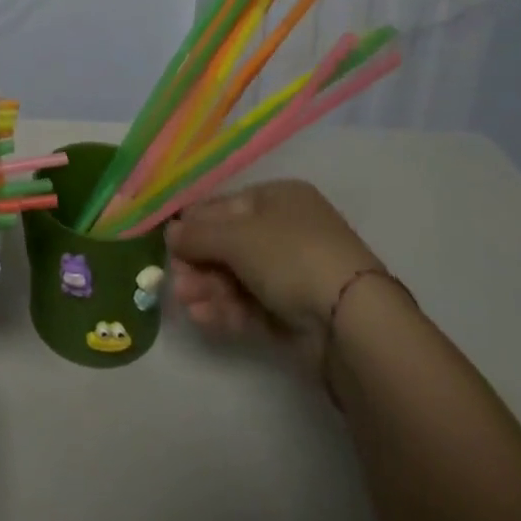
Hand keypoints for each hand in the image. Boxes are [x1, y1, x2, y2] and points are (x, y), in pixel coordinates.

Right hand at [165, 179, 383, 375]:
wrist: (351, 321)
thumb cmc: (290, 256)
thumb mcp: (236, 235)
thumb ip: (197, 234)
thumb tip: (170, 233)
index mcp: (278, 199)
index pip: (224, 207)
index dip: (194, 225)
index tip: (169, 246)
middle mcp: (286, 231)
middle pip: (228, 245)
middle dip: (199, 263)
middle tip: (176, 282)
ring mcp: (292, 275)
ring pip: (237, 278)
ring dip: (207, 288)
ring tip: (186, 304)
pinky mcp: (295, 315)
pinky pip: (251, 306)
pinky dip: (226, 310)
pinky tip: (204, 319)